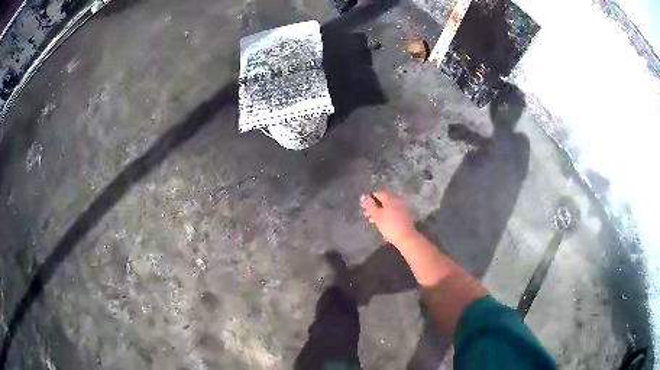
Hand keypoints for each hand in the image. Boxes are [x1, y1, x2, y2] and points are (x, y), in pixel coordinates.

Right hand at [360, 192, 417, 245]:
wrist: (406, 237)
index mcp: (391, 198)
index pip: (378, 194)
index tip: (363, 207)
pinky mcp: (404, 217)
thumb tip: (363, 196)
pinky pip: (392, 213)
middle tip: (365, 214)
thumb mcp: (376, 215)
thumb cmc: (389, 225)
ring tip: (371, 220)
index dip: (369, 199)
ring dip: (379, 212)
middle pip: (383, 201)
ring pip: (387, 208)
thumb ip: (369, 205)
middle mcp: (397, 201)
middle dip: (373, 207)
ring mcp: (402, 209)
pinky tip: (381, 223)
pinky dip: (385, 216)